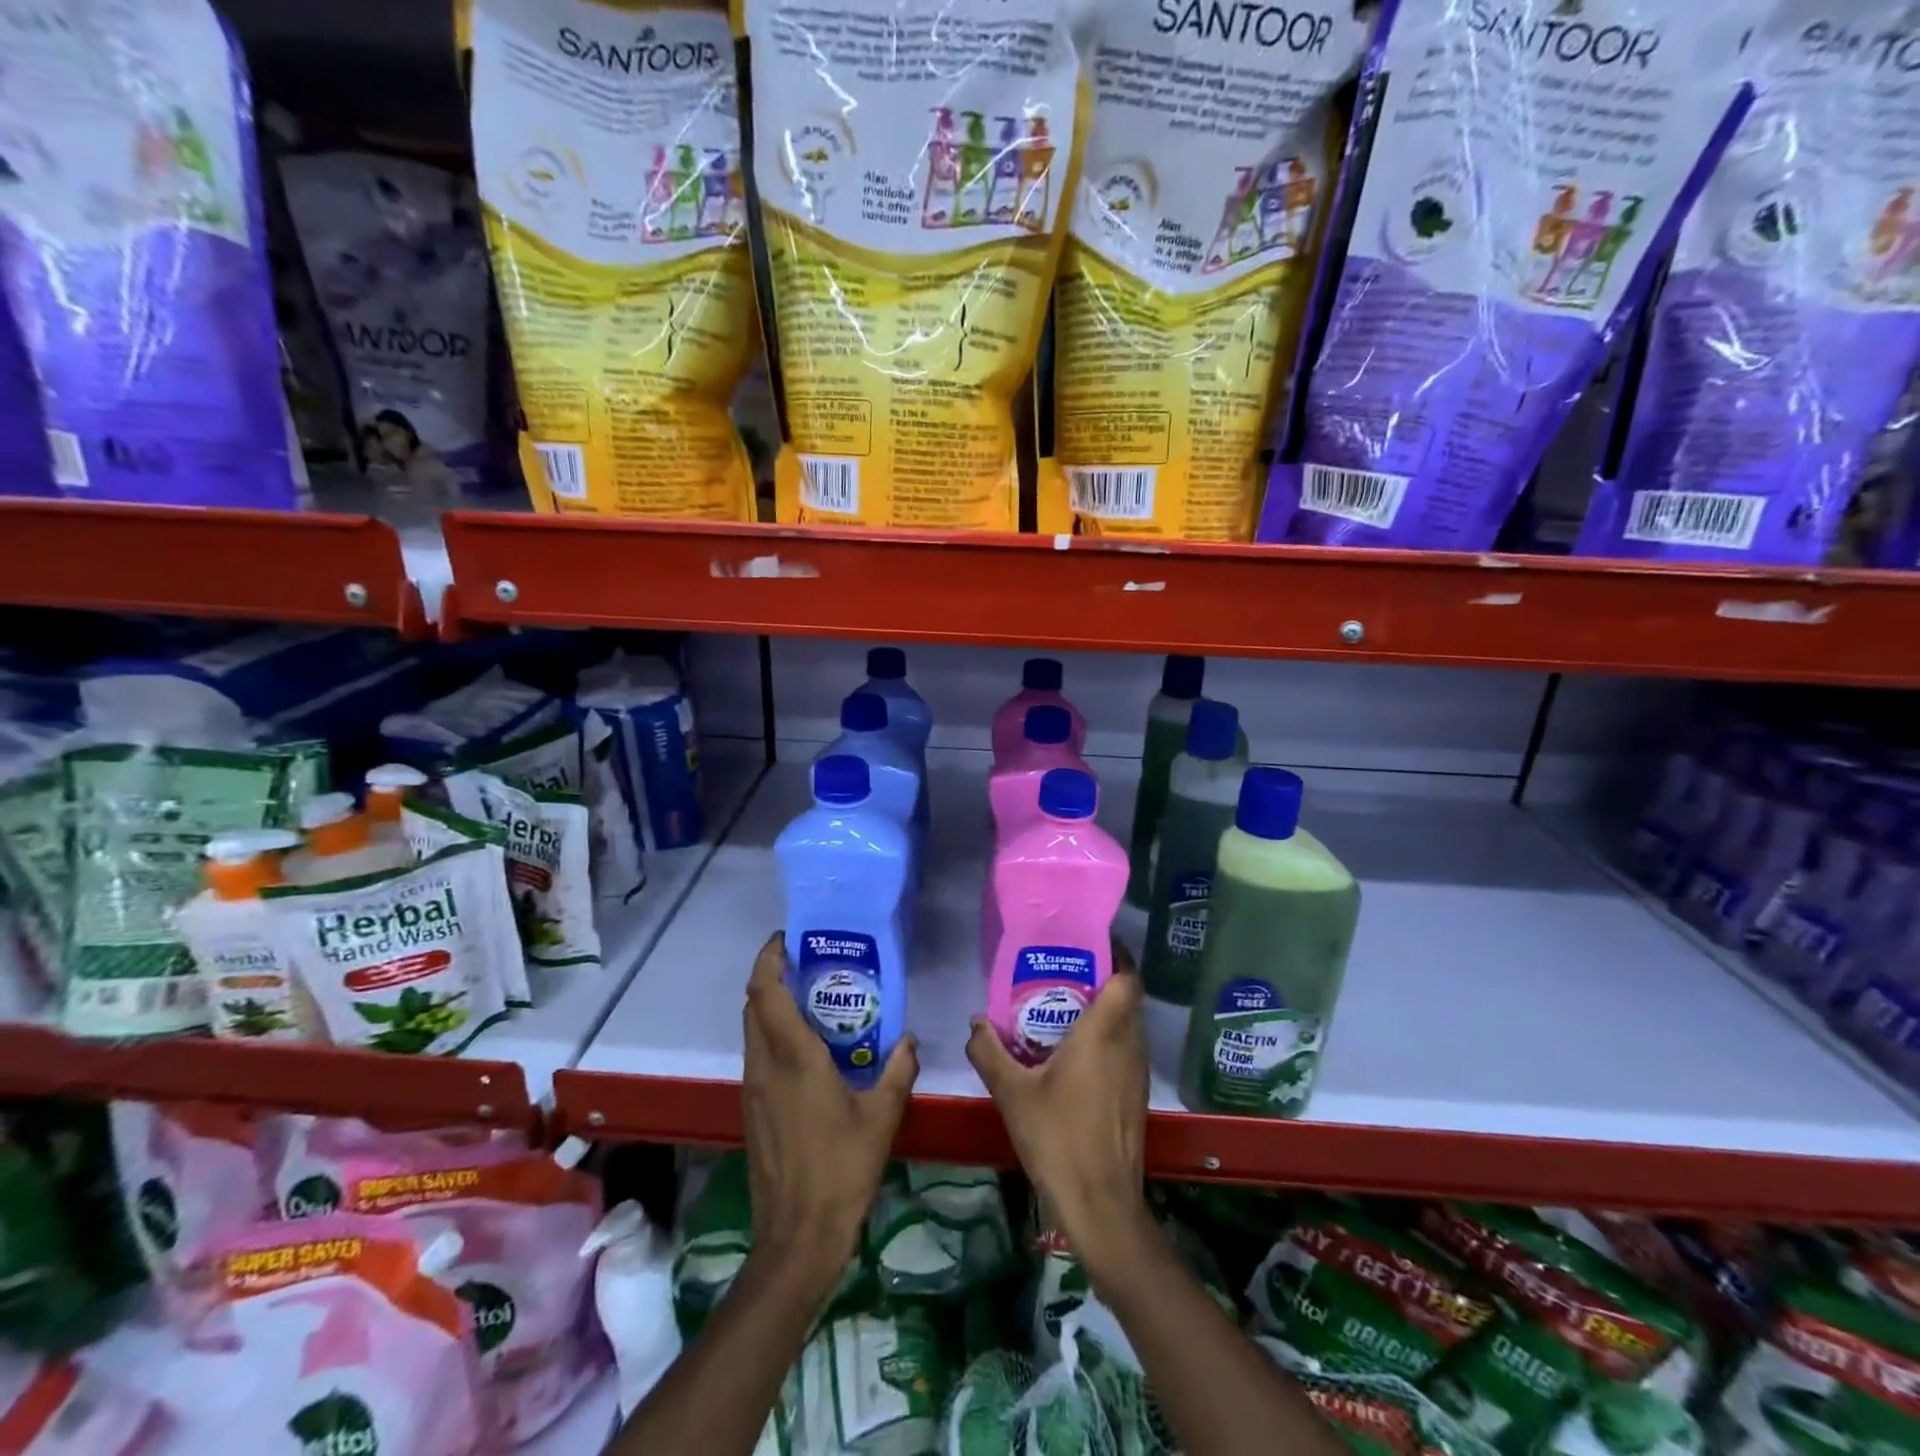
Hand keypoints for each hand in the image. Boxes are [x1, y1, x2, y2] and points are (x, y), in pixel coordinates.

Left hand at [742, 932, 918, 1293]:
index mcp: (794, 1059)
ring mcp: (754, 1089)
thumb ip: (898, 1070)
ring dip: (771, 1005)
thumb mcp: (882, 1116)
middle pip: (753, 1005)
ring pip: (753, 1030)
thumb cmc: (842, 1170)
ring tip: (812, 998)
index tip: (787, 939)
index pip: (766, 993)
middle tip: (808, 963)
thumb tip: (909, 1039)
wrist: (796, 1237)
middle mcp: (765, 1066)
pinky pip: (758, 1054)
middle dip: (771, 976)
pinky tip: (808, 1048)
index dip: (769, 959)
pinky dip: (773, 1034)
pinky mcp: (753, 1109)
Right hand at [966, 946, 1154, 1286]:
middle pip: (1127, 997)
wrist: (1101, 1205)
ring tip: (1063, 1009)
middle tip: (1063, 974)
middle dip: (1101, 980)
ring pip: (1128, 1025)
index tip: (1089, 945)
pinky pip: (1125, 1050)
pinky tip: (1073, 1056)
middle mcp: (1129, 1044)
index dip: (1117, 955)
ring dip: (1104, 1012)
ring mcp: (1137, 1072)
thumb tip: (975, 1022)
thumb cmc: (1058, 1138)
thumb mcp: (1012, 1093)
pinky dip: (1106, 1040)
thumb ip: (989, 1051)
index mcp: (1104, 1033)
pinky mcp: (1137, 1096)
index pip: (1128, 978)